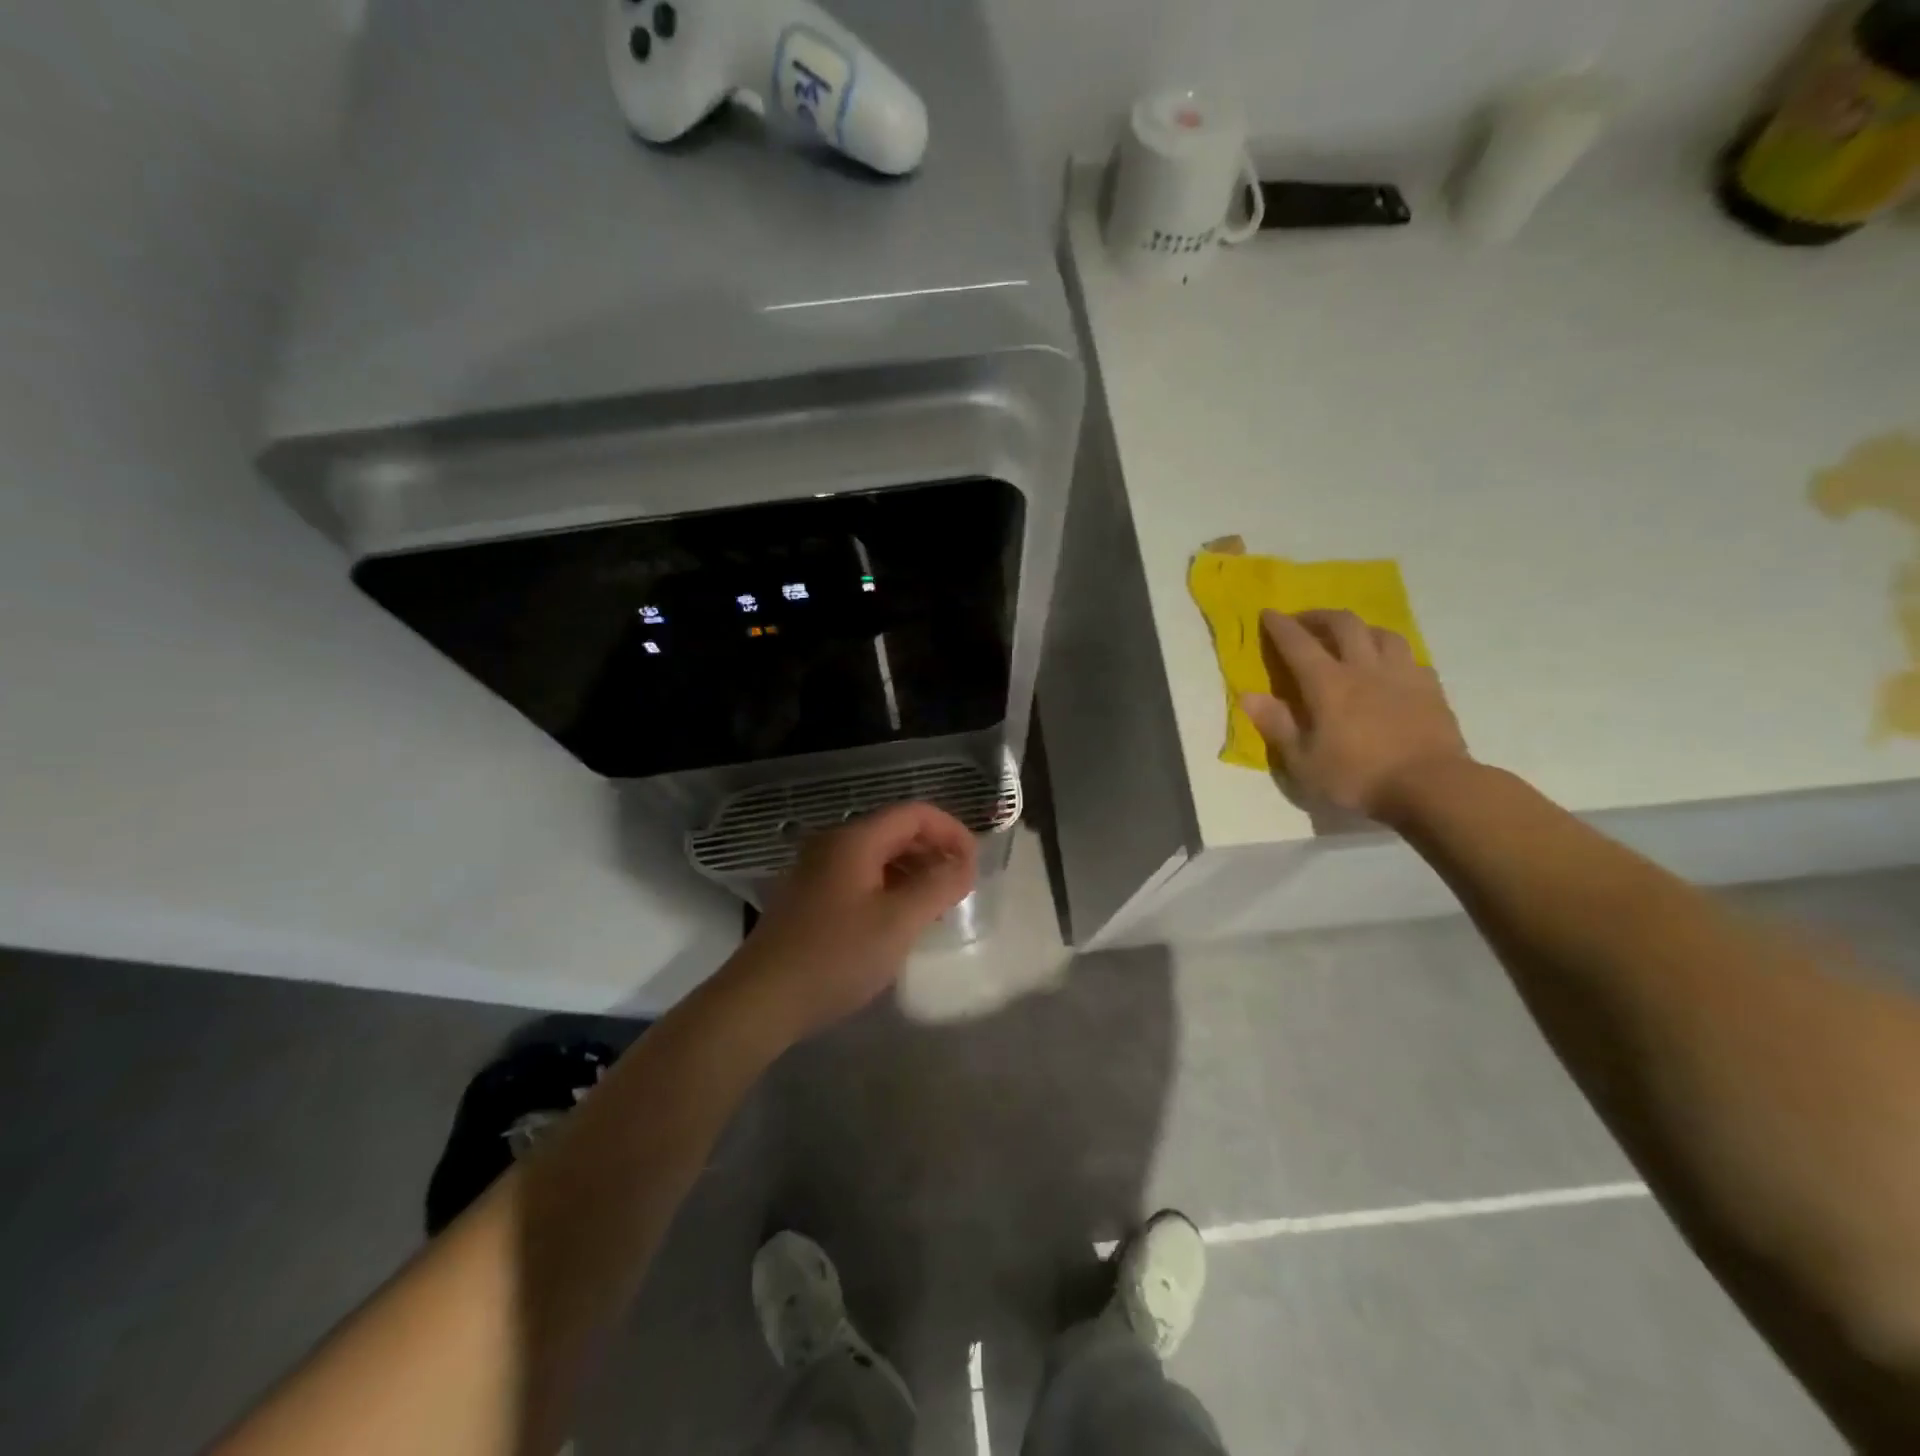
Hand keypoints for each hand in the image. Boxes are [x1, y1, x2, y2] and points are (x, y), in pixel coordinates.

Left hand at [727, 803, 978, 1039]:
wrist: (760, 1000)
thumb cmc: (835, 956)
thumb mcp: (898, 921)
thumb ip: (938, 885)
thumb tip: (963, 863)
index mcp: (854, 840)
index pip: (914, 813)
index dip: (951, 831)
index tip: (974, 865)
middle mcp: (832, 845)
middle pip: (894, 831)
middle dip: (933, 851)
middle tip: (959, 887)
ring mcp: (815, 871)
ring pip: (876, 856)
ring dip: (912, 872)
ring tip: (935, 906)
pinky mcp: (807, 898)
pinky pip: (859, 878)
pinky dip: (888, 888)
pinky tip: (897, 921)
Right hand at [1240, 608, 1471, 821]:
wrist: (1432, 787)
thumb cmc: (1357, 777)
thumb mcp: (1303, 761)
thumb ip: (1276, 725)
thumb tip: (1248, 695)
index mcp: (1328, 684)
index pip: (1298, 644)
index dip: (1280, 626)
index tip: (1268, 612)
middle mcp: (1364, 668)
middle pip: (1343, 625)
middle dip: (1319, 616)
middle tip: (1305, 620)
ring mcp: (1402, 675)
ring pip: (1382, 633)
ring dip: (1360, 628)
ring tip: (1350, 637)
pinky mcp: (1431, 689)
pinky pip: (1410, 657)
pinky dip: (1392, 655)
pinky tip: (1390, 667)